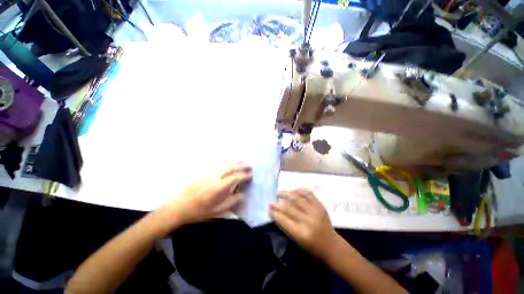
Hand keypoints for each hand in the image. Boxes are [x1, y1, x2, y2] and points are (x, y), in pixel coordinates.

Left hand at [158, 163, 251, 229]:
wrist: (179, 207)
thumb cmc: (199, 211)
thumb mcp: (217, 210)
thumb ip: (231, 202)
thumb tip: (242, 195)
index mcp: (219, 187)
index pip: (235, 177)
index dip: (244, 175)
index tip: (251, 174)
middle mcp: (215, 177)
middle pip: (231, 168)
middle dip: (241, 166)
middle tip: (250, 165)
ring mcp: (209, 173)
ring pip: (224, 165)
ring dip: (234, 162)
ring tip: (242, 161)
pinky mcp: (204, 173)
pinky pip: (218, 166)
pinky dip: (226, 164)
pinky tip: (228, 164)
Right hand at [270, 189, 336, 259]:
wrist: (331, 245)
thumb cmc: (312, 246)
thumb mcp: (297, 241)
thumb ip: (286, 227)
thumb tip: (275, 213)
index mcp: (301, 233)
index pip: (284, 220)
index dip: (275, 213)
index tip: (269, 208)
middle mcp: (308, 221)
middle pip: (289, 208)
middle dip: (278, 204)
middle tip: (271, 201)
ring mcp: (315, 211)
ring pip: (297, 199)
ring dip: (286, 194)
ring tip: (279, 192)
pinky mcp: (320, 206)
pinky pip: (308, 194)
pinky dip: (299, 190)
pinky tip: (293, 190)